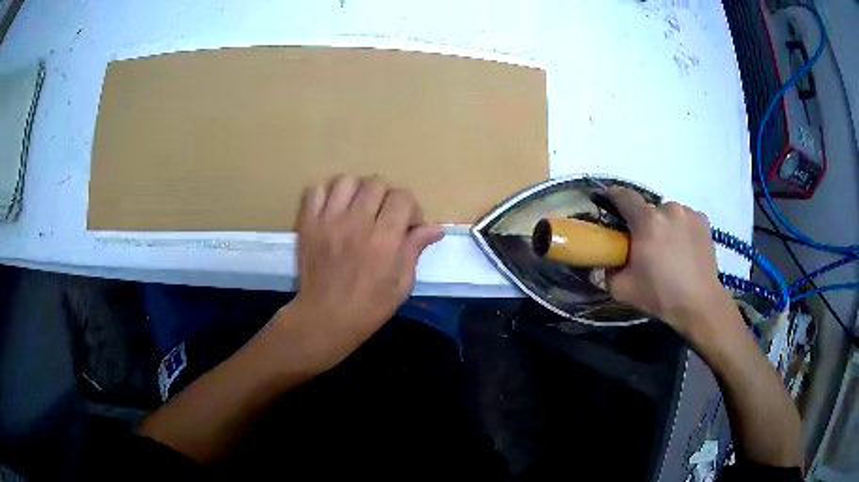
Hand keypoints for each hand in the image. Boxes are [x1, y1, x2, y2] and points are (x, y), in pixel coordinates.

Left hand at [282, 175, 443, 370]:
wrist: (326, 318)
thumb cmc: (369, 307)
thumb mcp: (402, 284)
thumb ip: (415, 249)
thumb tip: (436, 227)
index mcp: (384, 239)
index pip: (402, 196)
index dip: (410, 207)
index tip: (408, 225)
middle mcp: (357, 222)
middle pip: (376, 183)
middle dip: (386, 197)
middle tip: (383, 217)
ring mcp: (328, 220)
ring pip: (346, 181)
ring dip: (357, 191)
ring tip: (358, 210)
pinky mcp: (308, 224)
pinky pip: (315, 190)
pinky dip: (326, 194)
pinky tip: (334, 210)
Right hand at [604, 187, 732, 336]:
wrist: (699, 304)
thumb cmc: (660, 294)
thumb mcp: (622, 289)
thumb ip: (607, 270)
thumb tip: (606, 261)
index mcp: (647, 221)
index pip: (623, 195)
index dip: (611, 195)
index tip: (605, 201)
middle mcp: (668, 209)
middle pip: (647, 208)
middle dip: (641, 222)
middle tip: (643, 245)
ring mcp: (688, 213)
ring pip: (667, 213)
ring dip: (662, 225)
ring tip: (667, 249)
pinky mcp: (703, 221)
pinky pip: (684, 219)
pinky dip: (680, 229)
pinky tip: (683, 249)